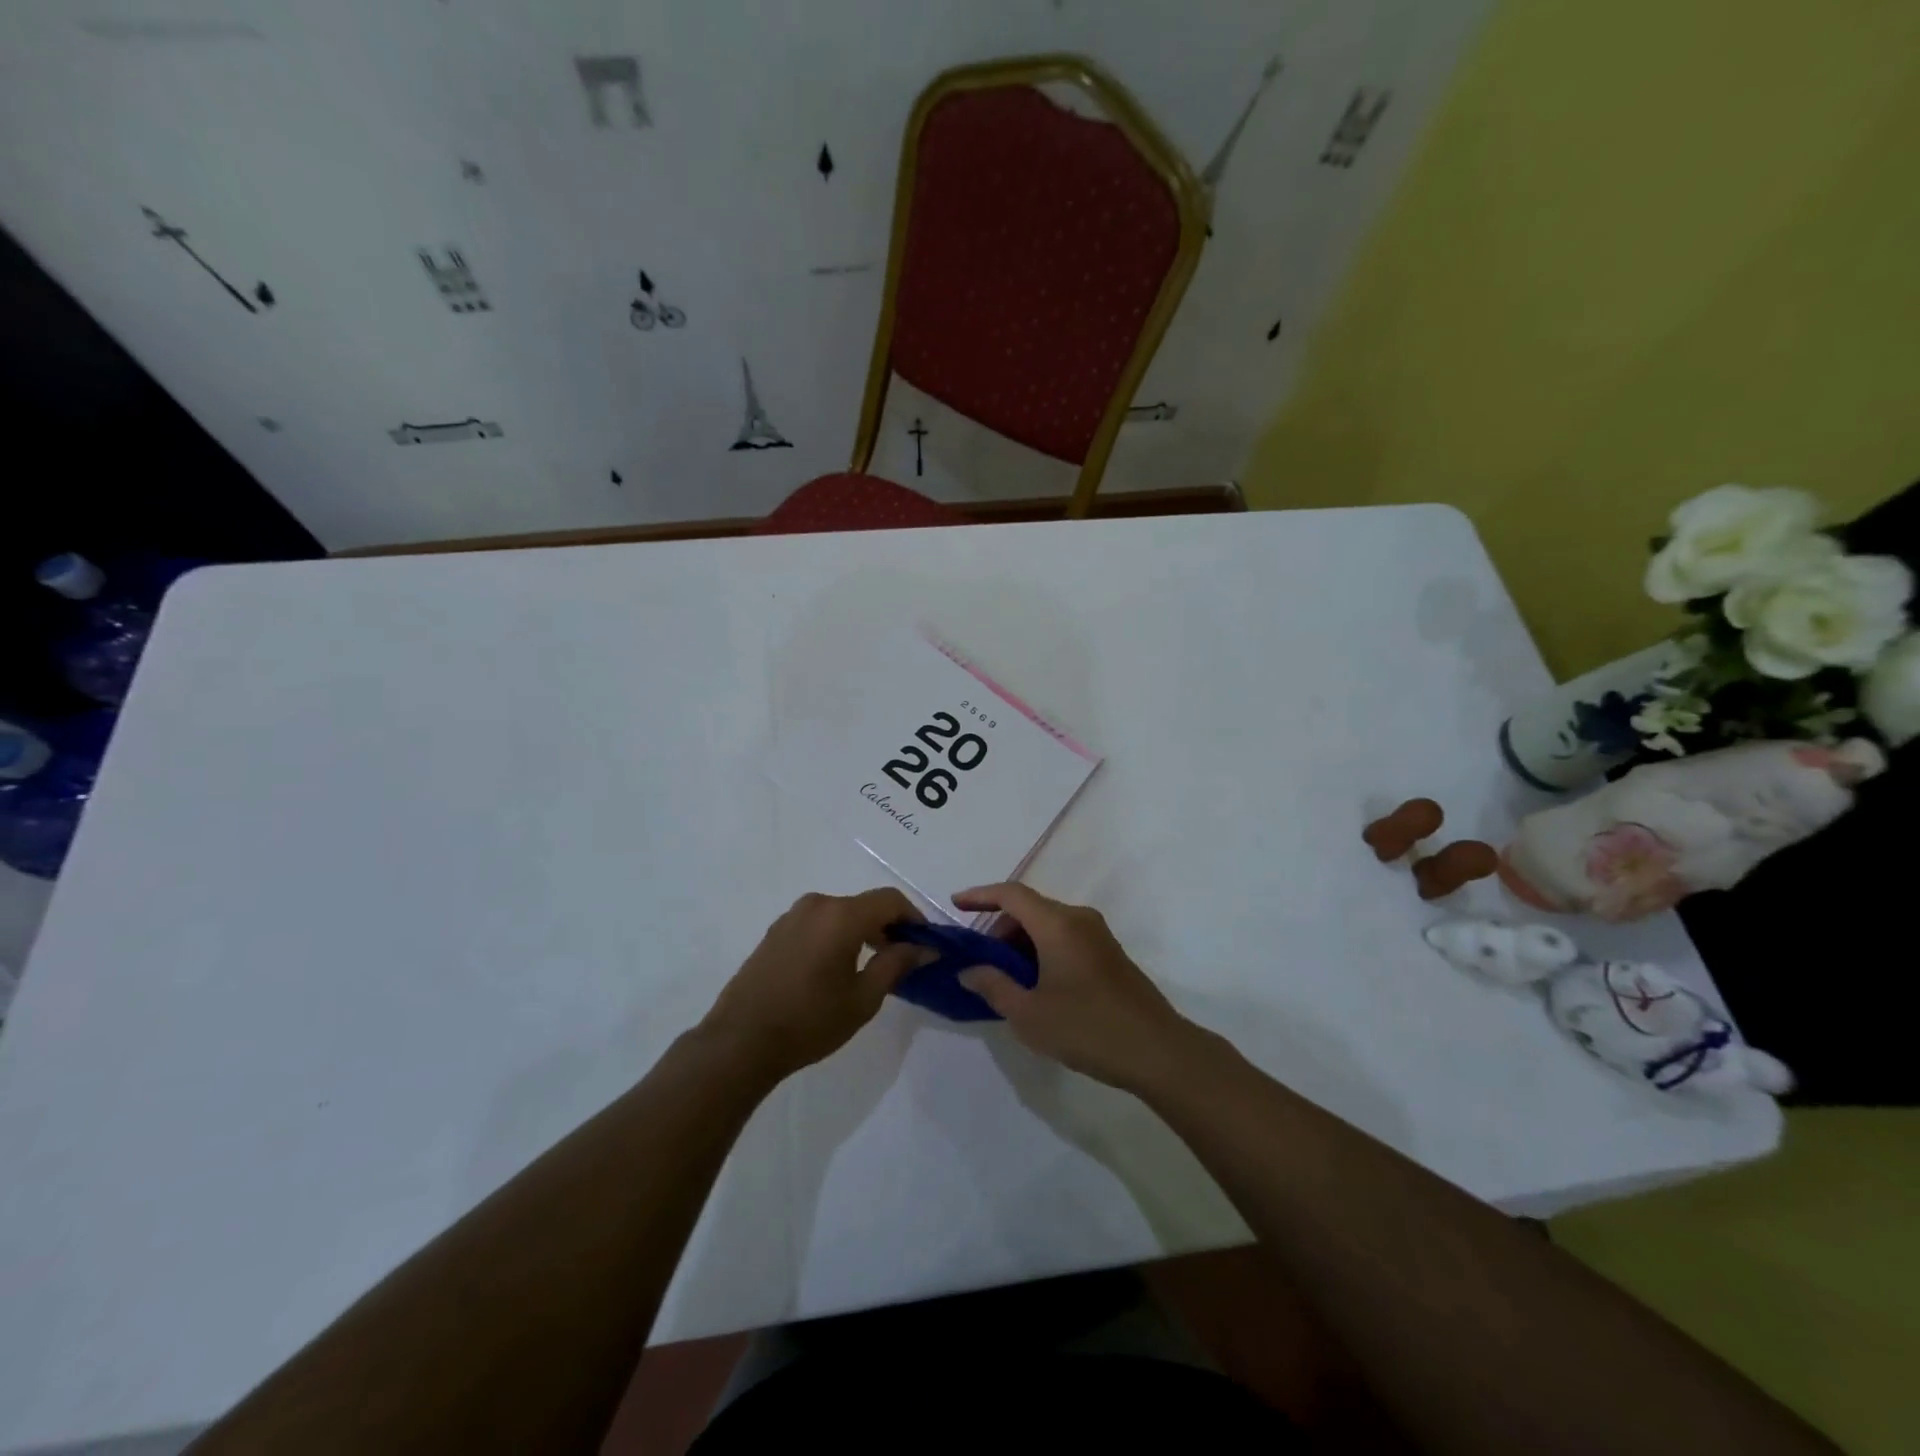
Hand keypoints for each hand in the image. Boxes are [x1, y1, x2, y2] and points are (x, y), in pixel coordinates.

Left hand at [699, 889, 923, 1084]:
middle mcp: (817, 905)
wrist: (740, 1042)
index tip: (926, 944)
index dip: (914, 918)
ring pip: (841, 914)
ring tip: (871, 966)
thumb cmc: (809, 1021)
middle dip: (889, 927)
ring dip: (862, 931)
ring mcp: (792, 916)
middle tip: (903, 959)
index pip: (890, 900)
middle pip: (865, 905)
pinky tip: (836, 968)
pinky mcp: (776, 932)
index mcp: (841, 915)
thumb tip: (924, 947)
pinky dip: (837, 936)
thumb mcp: (863, 998)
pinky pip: (818, 923)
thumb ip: (896, 964)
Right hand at [953, 884, 1198, 1090]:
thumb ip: (994, 986)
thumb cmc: (1087, 1028)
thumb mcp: (1029, 1014)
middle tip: (981, 962)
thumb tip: (969, 970)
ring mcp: (1098, 935)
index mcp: (1057, 924)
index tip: (955, 905)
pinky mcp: (1109, 954)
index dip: (980, 895)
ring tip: (1006, 980)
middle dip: (999, 928)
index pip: (1011, 894)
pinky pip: (1065, 937)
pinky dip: (1042, 950)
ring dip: (1021, 942)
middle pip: (1029, 908)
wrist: (1157, 1051)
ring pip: (1048, 924)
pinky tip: (1036, 985)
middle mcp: (1079, 919)